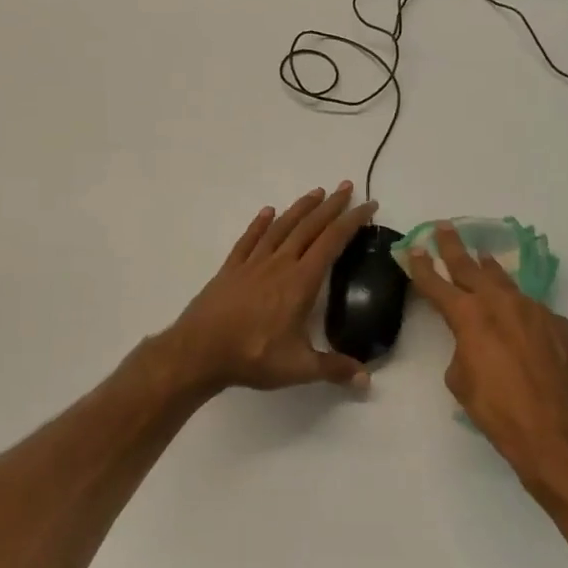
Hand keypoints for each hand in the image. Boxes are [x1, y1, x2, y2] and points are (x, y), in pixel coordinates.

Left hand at [164, 184, 377, 392]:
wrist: (199, 352)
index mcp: (301, 282)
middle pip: (309, 227)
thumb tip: (367, 380)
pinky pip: (248, 240)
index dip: (351, 222)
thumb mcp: (298, 367)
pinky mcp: (231, 269)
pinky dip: (260, 224)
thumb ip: (334, 369)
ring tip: (316, 192)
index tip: (368, 205)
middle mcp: (279, 264)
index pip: (332, 242)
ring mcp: (253, 264)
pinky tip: (267, 212)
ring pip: (281, 227)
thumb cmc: (252, 356)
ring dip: (300, 208)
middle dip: (331, 206)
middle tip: (347, 187)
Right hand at [407, 224, 567, 491]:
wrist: (552, 427)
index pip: (437, 284)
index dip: (422, 267)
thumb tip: (475, 344)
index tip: (415, 248)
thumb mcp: (461, 380)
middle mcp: (501, 303)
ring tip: (483, 257)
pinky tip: (523, 325)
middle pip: (471, 268)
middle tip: (445, 228)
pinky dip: (523, 313)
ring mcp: (534, 310)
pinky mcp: (560, 325)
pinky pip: (535, 312)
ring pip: (507, 283)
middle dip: (454, 247)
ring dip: (491, 271)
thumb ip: (463, 350)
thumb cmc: (495, 408)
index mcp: (469, 316)